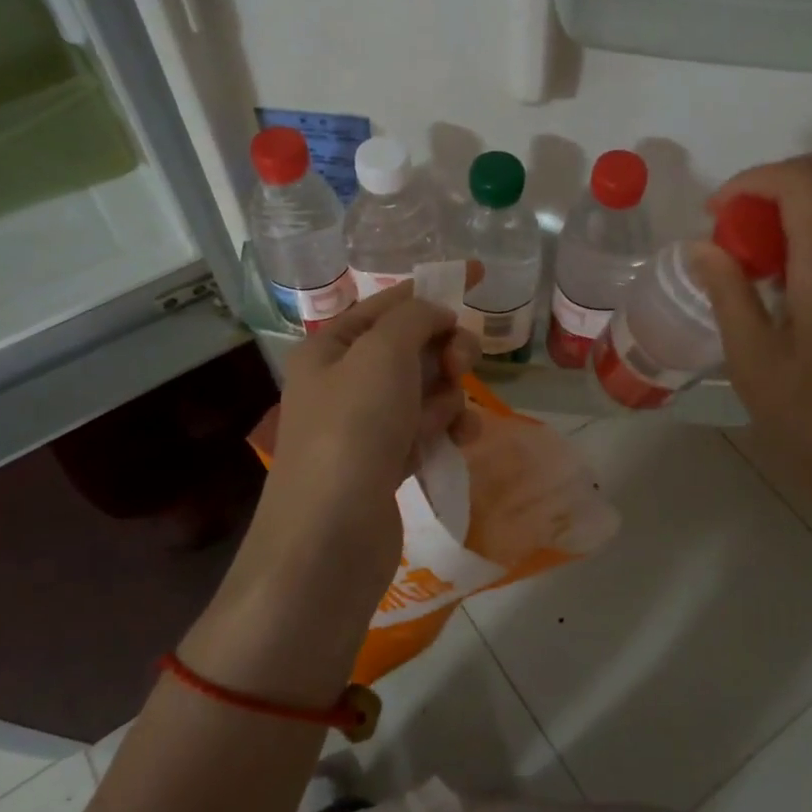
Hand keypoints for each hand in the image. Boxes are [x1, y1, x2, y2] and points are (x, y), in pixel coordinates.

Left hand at [257, 281, 479, 586]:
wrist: (329, 537)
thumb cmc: (352, 430)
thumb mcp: (382, 354)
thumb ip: (415, 319)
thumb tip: (438, 314)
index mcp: (330, 348)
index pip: (388, 303)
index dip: (434, 287)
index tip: (481, 274)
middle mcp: (343, 383)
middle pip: (411, 347)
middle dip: (444, 351)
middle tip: (462, 364)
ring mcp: (363, 426)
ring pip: (424, 390)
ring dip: (448, 396)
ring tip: (454, 417)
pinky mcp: (384, 463)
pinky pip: (425, 429)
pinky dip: (445, 428)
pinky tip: (462, 439)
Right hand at [693, 152, 811, 519]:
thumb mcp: (754, 364)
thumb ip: (728, 294)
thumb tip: (702, 247)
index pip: (799, 181)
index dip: (750, 181)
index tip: (713, 215)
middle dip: (781, 175)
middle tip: (739, 215)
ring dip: (802, 198)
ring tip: (756, 246)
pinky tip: (787, 274)